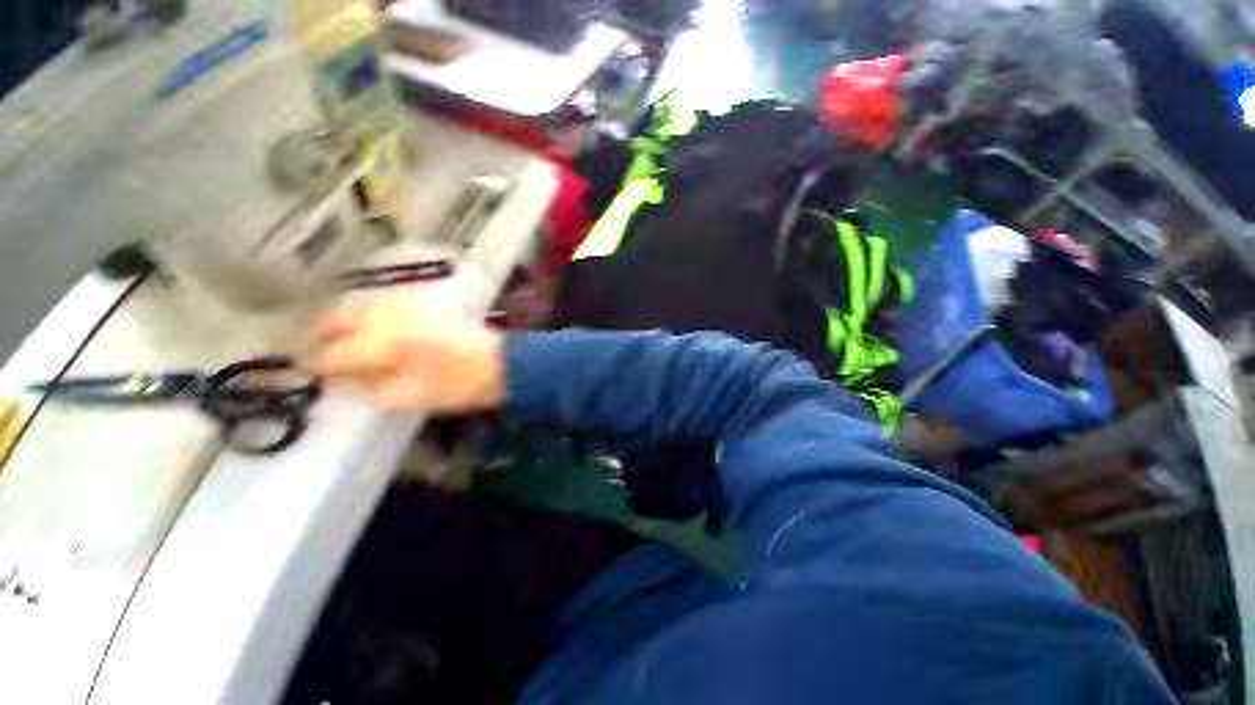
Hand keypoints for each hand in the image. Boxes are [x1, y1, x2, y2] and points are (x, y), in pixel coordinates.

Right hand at [306, 293, 504, 414]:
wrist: (501, 363)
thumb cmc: (458, 385)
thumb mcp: (409, 397)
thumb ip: (367, 390)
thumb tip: (338, 383)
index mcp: (383, 344)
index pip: (333, 353)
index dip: (320, 365)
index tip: (313, 373)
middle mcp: (389, 316)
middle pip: (338, 318)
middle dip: (322, 334)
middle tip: (318, 351)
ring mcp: (408, 304)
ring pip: (358, 304)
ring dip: (341, 319)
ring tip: (339, 338)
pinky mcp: (425, 301)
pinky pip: (383, 301)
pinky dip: (367, 311)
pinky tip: (370, 325)